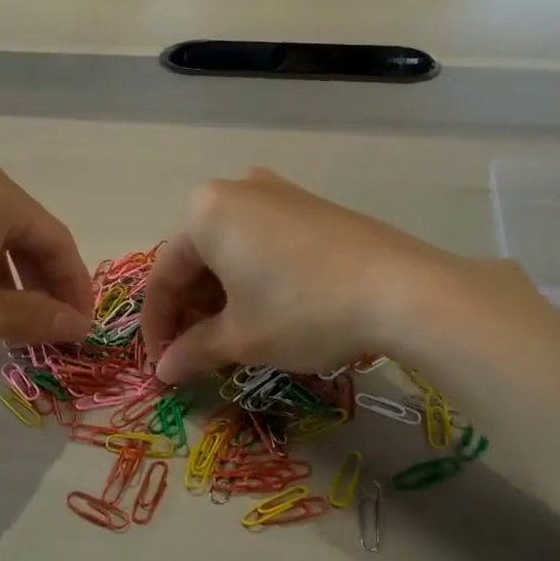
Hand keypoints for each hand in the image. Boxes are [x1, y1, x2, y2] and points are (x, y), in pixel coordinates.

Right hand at [142, 169, 454, 384]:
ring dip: (221, 296)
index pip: (164, 275)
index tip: (162, 366)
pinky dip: (252, 277)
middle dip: (191, 310)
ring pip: (230, 249)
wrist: (401, 289)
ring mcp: (277, 192)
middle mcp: (235, 190)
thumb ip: (193, 351)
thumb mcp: (242, 337)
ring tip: (230, 337)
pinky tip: (266, 309)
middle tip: (196, 354)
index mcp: (204, 212)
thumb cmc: (303, 310)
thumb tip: (164, 370)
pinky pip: (262, 241)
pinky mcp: (311, 205)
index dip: (158, 327)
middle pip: (196, 258)